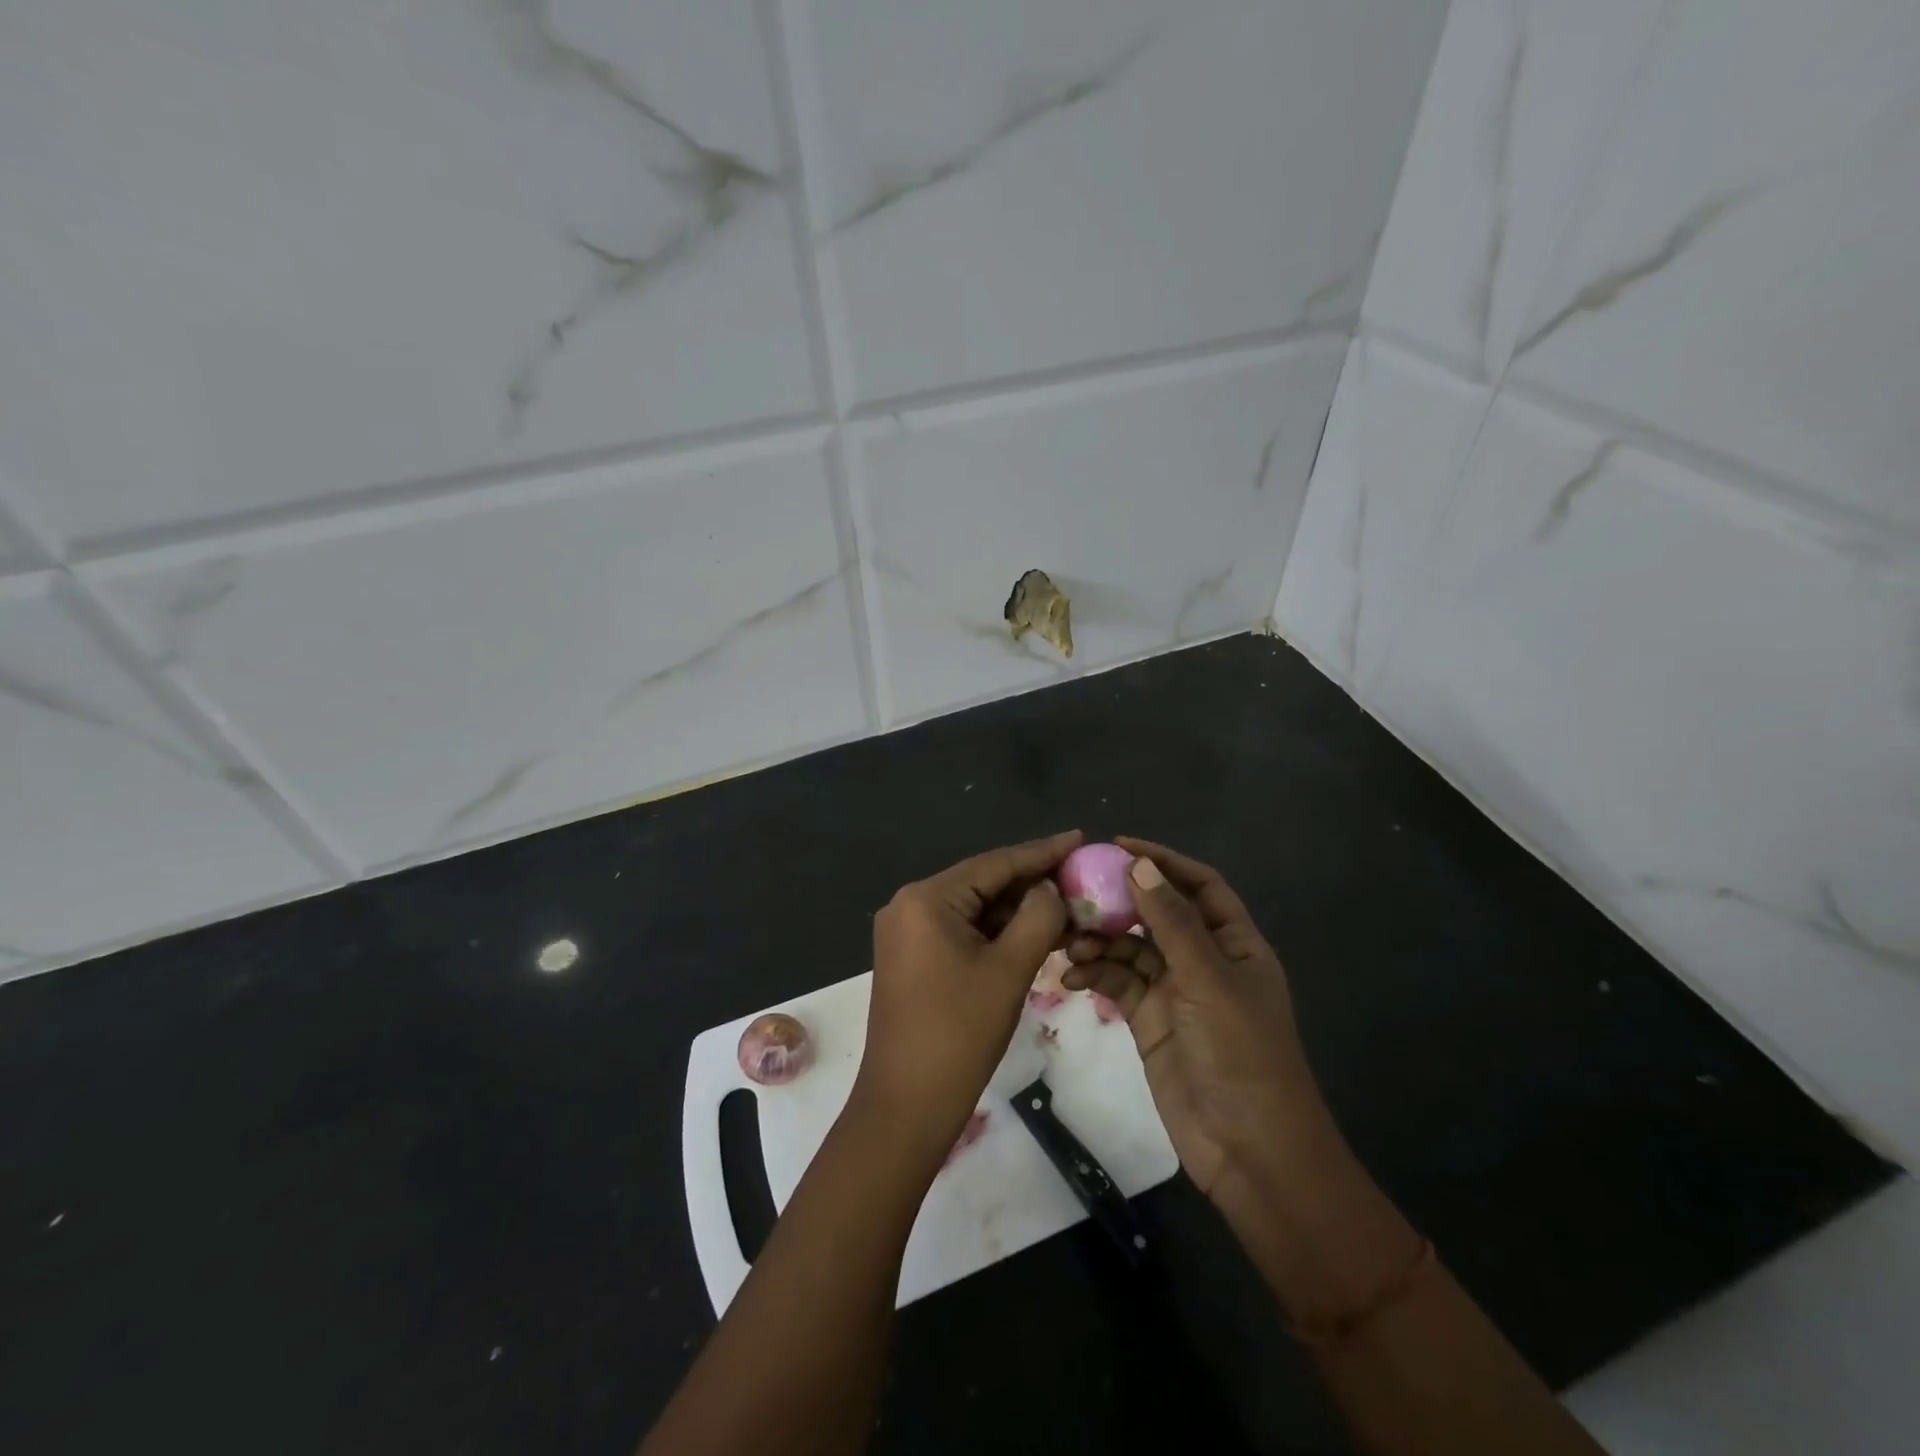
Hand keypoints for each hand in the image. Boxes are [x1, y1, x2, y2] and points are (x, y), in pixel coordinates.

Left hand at [854, 830, 1080, 1162]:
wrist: (906, 1105)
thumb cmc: (958, 1033)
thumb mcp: (1009, 970)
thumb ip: (1038, 917)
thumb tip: (1051, 888)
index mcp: (926, 898)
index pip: (994, 864)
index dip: (1041, 852)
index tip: (1080, 838)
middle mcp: (910, 904)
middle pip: (983, 883)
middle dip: (1032, 883)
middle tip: (1080, 876)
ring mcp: (907, 932)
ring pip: (974, 909)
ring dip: (1017, 910)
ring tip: (1068, 905)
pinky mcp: (912, 957)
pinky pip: (962, 931)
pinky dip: (996, 932)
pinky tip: (1033, 933)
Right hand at [1062, 837, 1336, 1208]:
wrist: (1248, 1149)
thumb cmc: (1240, 1053)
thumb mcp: (1207, 980)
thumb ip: (1172, 922)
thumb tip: (1140, 864)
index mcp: (1234, 944)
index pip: (1199, 886)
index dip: (1163, 861)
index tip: (1117, 846)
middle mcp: (1204, 960)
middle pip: (1157, 914)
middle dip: (1119, 902)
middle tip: (1075, 893)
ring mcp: (1175, 991)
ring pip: (1131, 948)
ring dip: (1100, 940)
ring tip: (1068, 941)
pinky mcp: (1149, 1020)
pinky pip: (1117, 983)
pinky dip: (1094, 974)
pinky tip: (1070, 976)